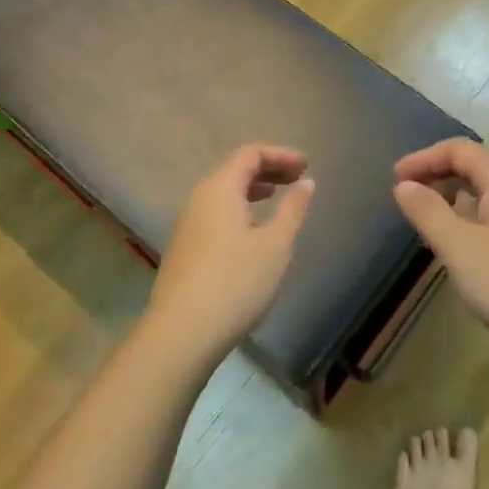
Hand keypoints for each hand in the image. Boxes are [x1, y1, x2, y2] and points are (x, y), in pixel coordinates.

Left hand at [143, 144, 314, 366]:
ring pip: (224, 194)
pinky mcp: (185, 250)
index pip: (250, 154)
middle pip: (235, 170)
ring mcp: (188, 225)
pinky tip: (253, 233)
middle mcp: (199, 199)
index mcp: (220, 188)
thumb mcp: (275, 245)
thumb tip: (305, 182)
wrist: (182, 334)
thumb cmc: (236, 282)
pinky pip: (216, 214)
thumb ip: (292, 209)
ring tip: (277, 199)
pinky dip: (239, 210)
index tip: (306, 166)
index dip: (281, 155)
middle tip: (297, 179)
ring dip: (253, 191)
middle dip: (268, 170)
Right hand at [393, 139, 488, 357]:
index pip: (457, 150)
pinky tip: (463, 247)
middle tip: (408, 198)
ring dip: (454, 198)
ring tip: (429, 222)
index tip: (395, 179)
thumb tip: (404, 185)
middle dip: (437, 176)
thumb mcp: (460, 248)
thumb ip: (428, 212)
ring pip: (486, 191)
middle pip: (473, 166)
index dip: (423, 158)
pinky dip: (471, 217)